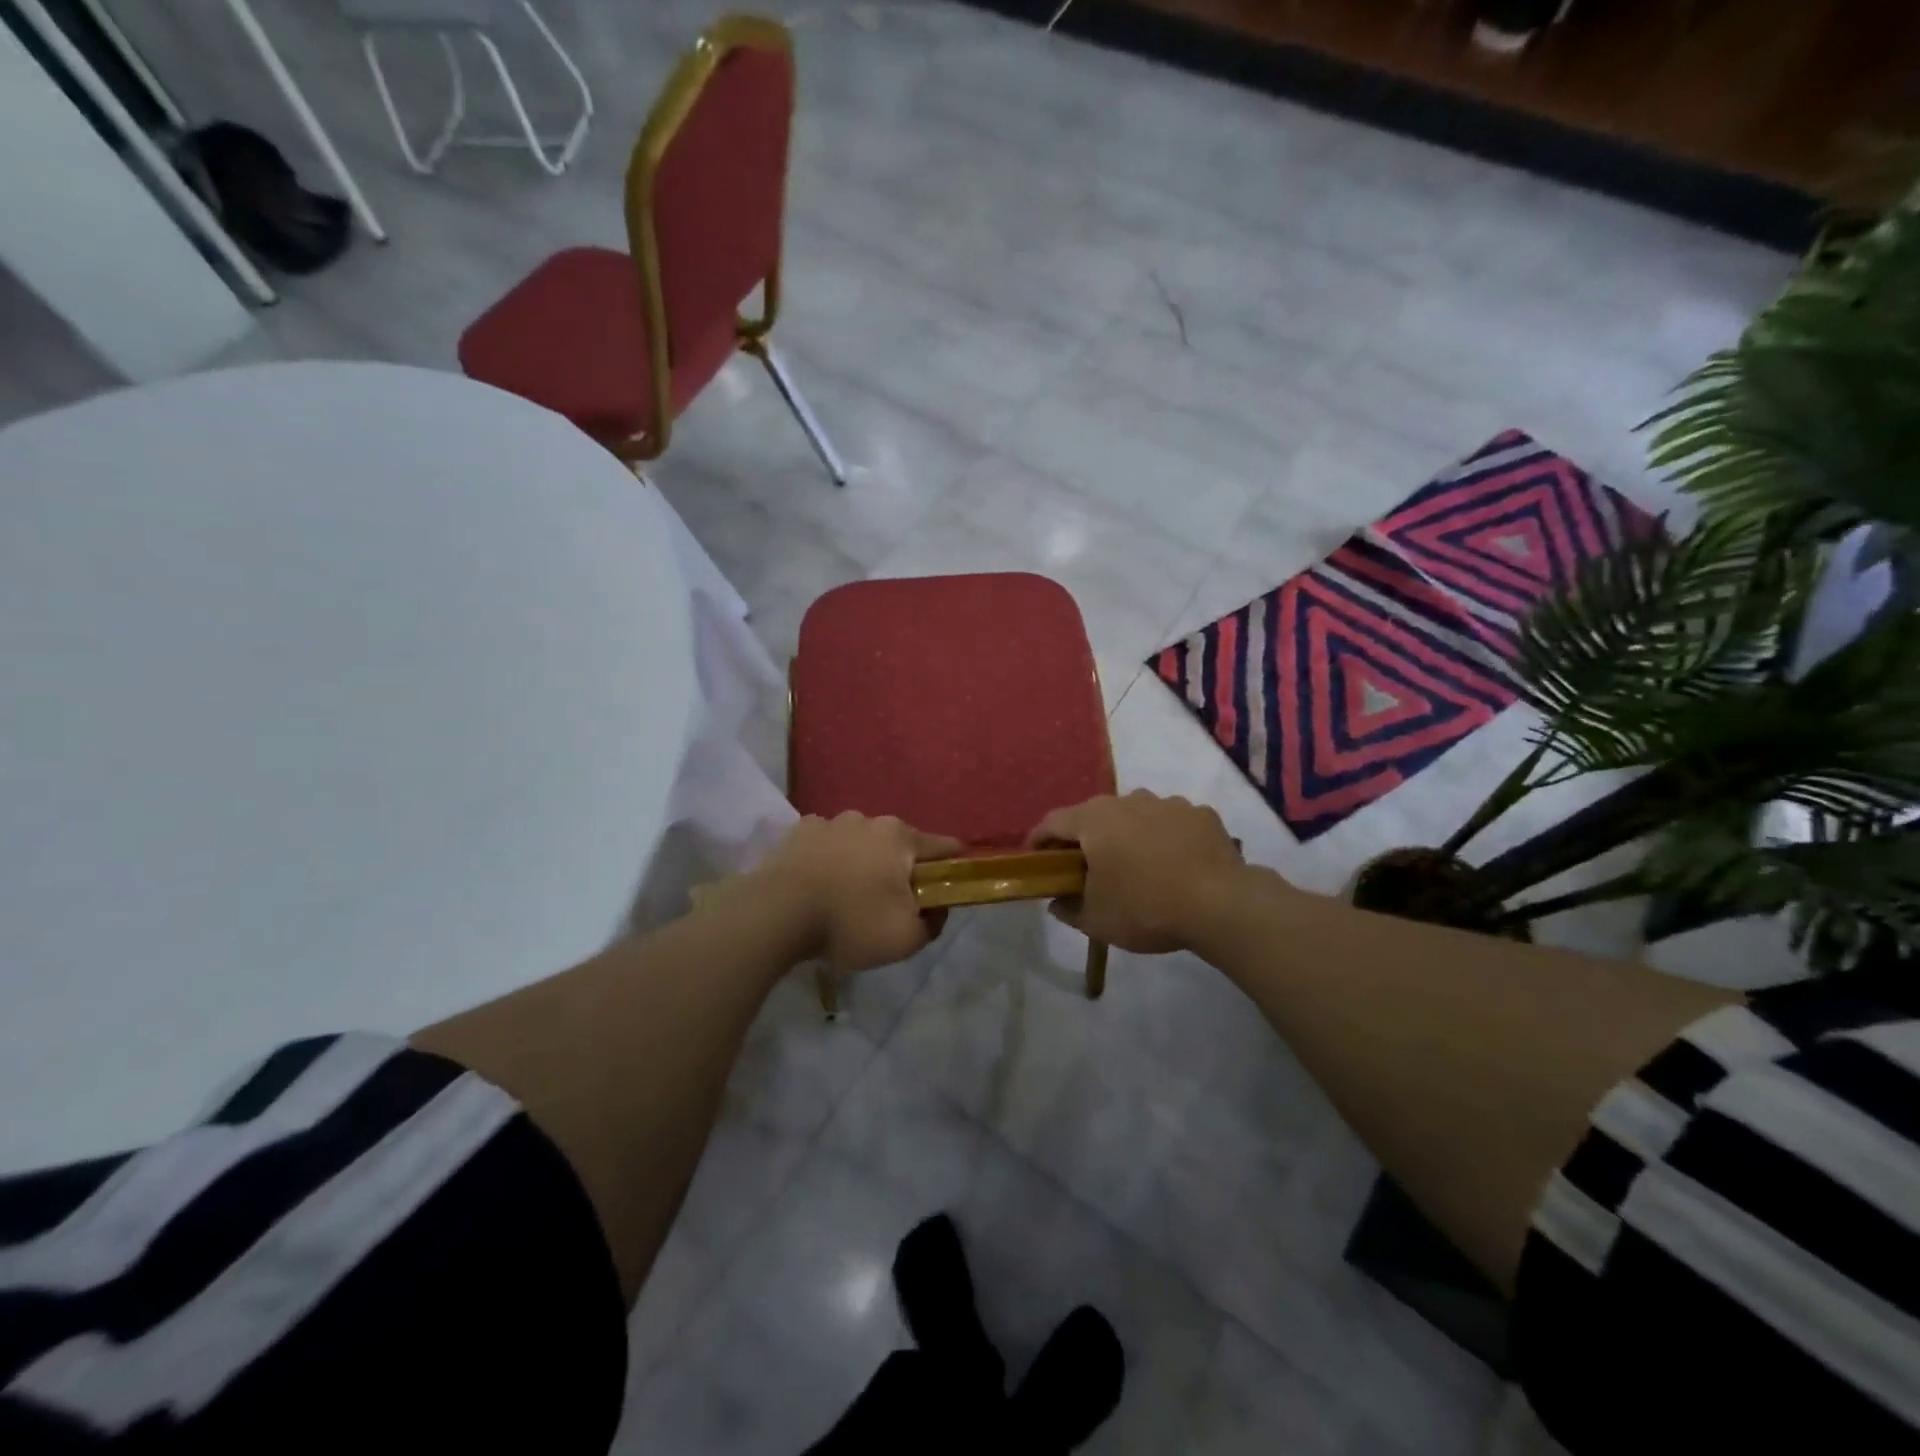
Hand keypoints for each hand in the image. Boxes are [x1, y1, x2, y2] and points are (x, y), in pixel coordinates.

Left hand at [750, 813, 962, 971]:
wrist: (776, 914)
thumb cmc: (849, 922)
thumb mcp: (905, 939)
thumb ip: (933, 924)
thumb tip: (936, 909)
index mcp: (900, 837)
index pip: (945, 847)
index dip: (953, 869)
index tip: (948, 890)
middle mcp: (869, 819)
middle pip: (899, 846)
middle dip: (900, 871)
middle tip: (889, 906)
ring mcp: (831, 821)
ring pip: (860, 843)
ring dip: (862, 864)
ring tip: (846, 899)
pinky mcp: (799, 831)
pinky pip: (826, 845)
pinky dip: (829, 861)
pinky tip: (818, 887)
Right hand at [1028, 790, 1251, 953]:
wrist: (1221, 904)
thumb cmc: (1146, 908)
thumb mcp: (1097, 920)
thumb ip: (1069, 909)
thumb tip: (1057, 902)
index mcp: (1095, 820)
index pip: (1053, 822)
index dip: (1039, 840)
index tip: (1035, 858)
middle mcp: (1128, 800)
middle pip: (1095, 815)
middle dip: (1086, 838)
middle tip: (1087, 867)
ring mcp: (1168, 803)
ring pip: (1136, 815)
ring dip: (1129, 835)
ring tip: (1137, 867)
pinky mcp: (1201, 813)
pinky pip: (1172, 823)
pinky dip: (1166, 838)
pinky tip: (1175, 864)